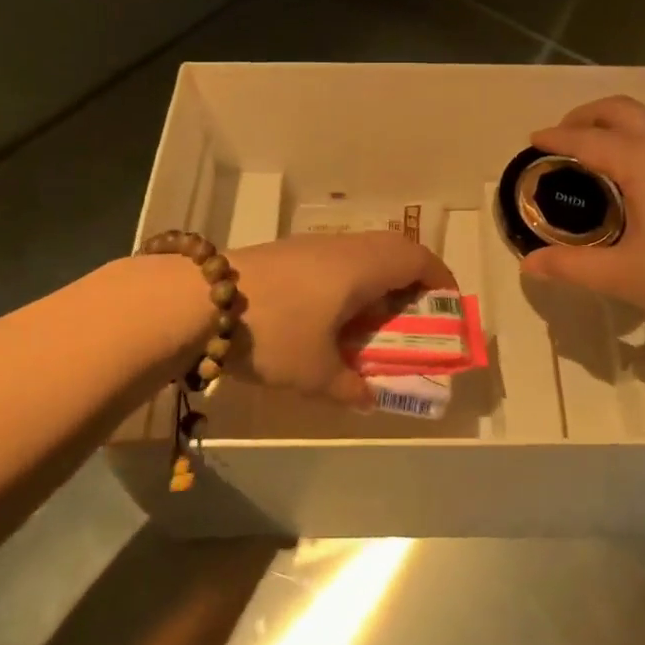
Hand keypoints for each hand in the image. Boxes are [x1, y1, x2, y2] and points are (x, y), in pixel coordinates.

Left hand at [231, 232, 453, 405]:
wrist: (197, 301)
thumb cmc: (274, 333)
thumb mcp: (315, 373)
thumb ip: (350, 387)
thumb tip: (369, 398)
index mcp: (363, 267)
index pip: (417, 258)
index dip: (439, 278)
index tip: (446, 305)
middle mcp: (343, 247)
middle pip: (392, 248)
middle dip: (409, 279)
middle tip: (411, 314)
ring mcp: (311, 246)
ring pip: (360, 252)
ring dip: (375, 279)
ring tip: (370, 318)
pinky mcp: (285, 252)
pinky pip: (334, 258)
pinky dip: (346, 279)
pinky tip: (327, 312)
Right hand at [519, 95, 644, 352]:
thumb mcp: (625, 276)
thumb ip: (572, 266)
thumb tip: (530, 263)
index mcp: (642, 160)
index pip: (587, 139)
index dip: (556, 137)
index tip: (531, 140)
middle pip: (621, 110)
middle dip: (586, 115)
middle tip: (561, 137)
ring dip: (617, 122)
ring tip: (595, 149)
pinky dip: (640, 137)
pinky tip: (638, 173)